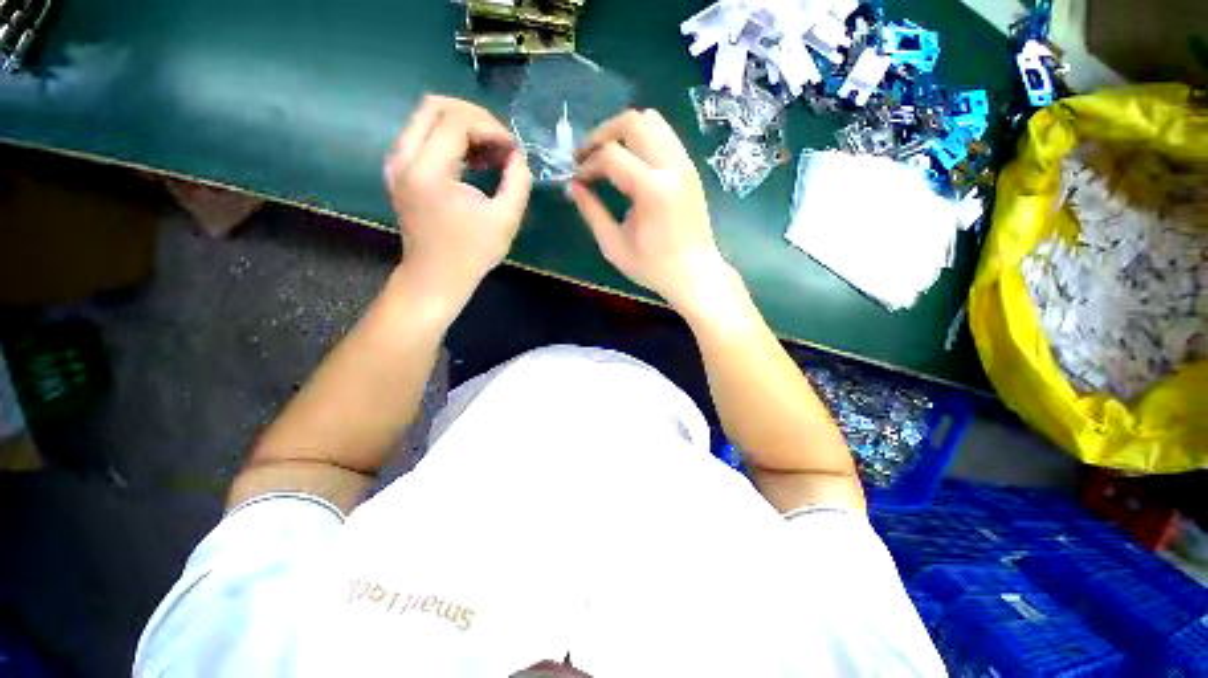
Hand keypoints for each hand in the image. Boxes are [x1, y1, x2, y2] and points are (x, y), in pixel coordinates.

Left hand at [385, 95, 531, 306]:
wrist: (435, 276)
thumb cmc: (472, 253)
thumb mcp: (506, 219)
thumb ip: (518, 181)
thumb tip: (518, 155)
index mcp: (429, 171)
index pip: (457, 121)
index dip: (491, 128)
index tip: (512, 150)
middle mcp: (404, 158)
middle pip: (435, 106)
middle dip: (474, 117)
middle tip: (499, 142)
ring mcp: (397, 163)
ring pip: (426, 117)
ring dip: (462, 126)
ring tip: (489, 153)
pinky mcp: (399, 170)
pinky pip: (422, 135)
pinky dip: (449, 139)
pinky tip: (471, 161)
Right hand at [569, 109, 729, 313]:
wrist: (695, 275)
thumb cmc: (654, 267)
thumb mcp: (614, 245)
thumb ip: (591, 212)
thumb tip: (572, 186)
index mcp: (652, 189)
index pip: (611, 156)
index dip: (587, 164)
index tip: (576, 180)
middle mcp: (672, 166)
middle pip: (633, 122)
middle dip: (602, 134)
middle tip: (586, 156)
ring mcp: (685, 164)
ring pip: (652, 121)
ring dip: (623, 131)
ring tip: (606, 155)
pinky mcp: (690, 169)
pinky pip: (664, 136)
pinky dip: (641, 139)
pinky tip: (630, 163)